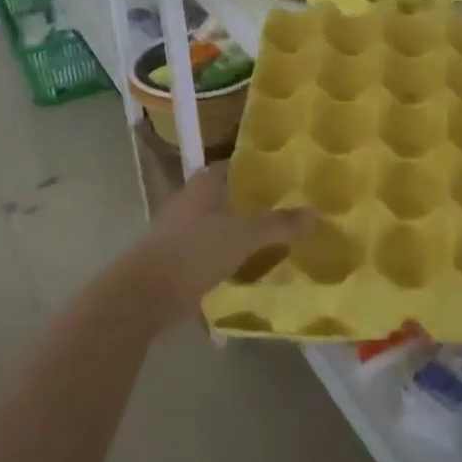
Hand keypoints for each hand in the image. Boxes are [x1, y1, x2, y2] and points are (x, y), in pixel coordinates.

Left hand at [122, 166, 310, 327]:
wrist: (146, 294)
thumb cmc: (196, 250)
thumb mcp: (245, 236)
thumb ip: (280, 225)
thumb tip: (316, 213)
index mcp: (204, 183)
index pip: (234, 166)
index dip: (257, 170)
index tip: (284, 179)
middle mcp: (189, 200)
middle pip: (226, 196)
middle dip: (251, 204)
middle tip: (285, 211)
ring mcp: (179, 230)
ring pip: (217, 224)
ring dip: (238, 232)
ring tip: (272, 241)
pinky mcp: (174, 258)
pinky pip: (208, 251)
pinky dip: (226, 257)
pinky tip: (246, 268)